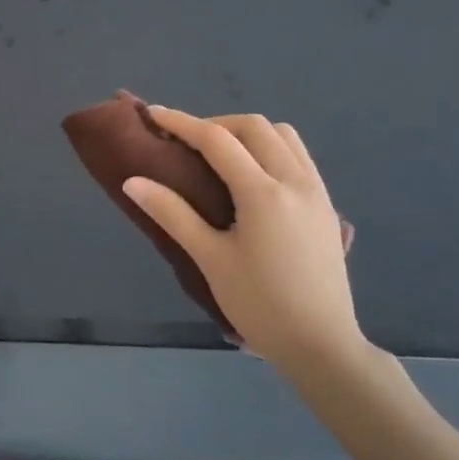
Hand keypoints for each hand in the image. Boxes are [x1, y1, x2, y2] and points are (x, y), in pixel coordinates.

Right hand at [123, 108, 366, 379]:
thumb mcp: (211, 259)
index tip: (153, 114)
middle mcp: (295, 180)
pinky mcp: (326, 206)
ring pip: (283, 136)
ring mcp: (316, 191)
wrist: (322, 345)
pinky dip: (270, 149)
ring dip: (248, 133)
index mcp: (263, 193)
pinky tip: (252, 177)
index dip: (181, 122)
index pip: (217, 139)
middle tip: (186, 143)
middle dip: (216, 124)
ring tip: (220, 156)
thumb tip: (133, 181)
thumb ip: (172, 214)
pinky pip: (298, 156)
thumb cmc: (260, 305)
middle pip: (254, 127)